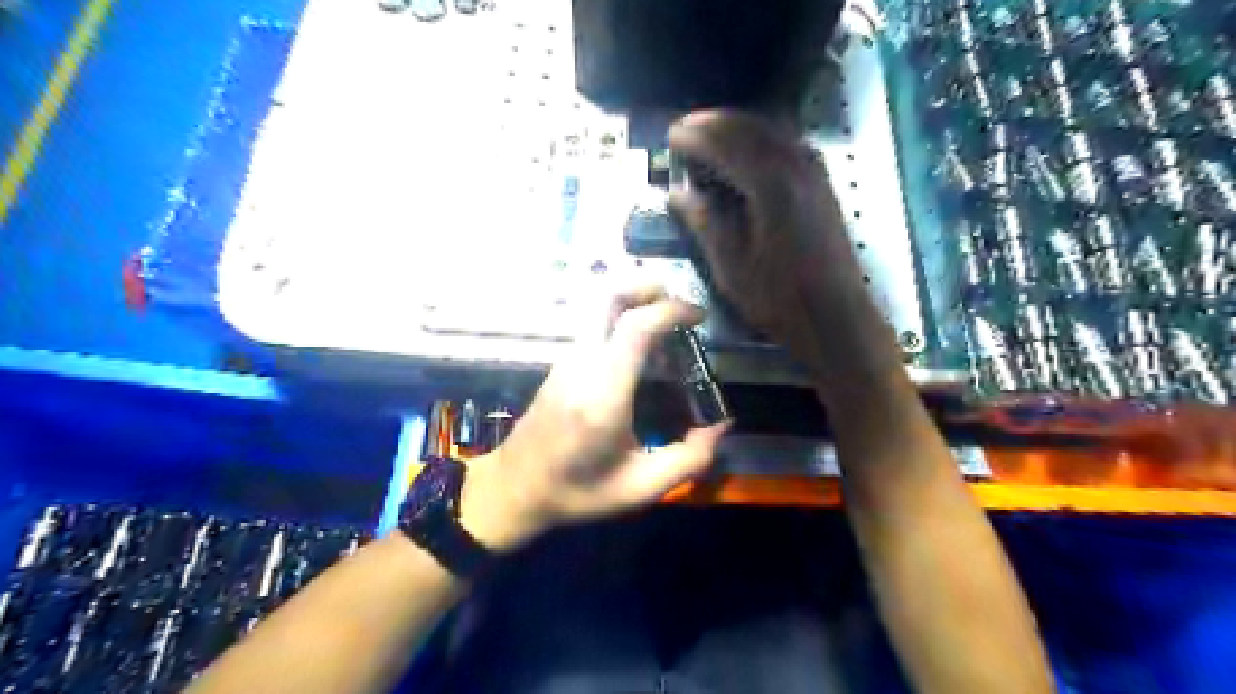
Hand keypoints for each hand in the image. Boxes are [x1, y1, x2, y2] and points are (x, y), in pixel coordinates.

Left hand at [464, 285, 732, 549]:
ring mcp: (567, 360)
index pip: (635, 327)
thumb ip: (688, 459)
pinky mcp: (561, 364)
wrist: (515, 489)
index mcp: (603, 393)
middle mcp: (582, 364)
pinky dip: (621, 319)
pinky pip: (593, 325)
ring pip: (597, 307)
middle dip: (645, 286)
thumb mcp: (640, 488)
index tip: (698, 316)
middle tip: (678, 303)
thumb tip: (721, 425)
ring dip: (634, 301)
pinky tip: (642, 349)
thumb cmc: (577, 491)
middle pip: (607, 297)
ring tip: (666, 324)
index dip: (670, 310)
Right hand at [671, 107, 861, 373]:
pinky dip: (764, 138)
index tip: (671, 135)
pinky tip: (751, 151)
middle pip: (751, 128)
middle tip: (686, 127)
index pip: (726, 144)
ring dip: (740, 126)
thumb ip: (706, 223)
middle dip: (716, 122)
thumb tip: (678, 193)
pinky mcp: (824, 186)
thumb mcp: (732, 267)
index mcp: (769, 186)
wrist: (835, 317)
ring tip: (712, 133)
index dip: (696, 137)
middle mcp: (796, 168)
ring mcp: (815, 174)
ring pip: (774, 131)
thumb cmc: (779, 299)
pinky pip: (790, 144)